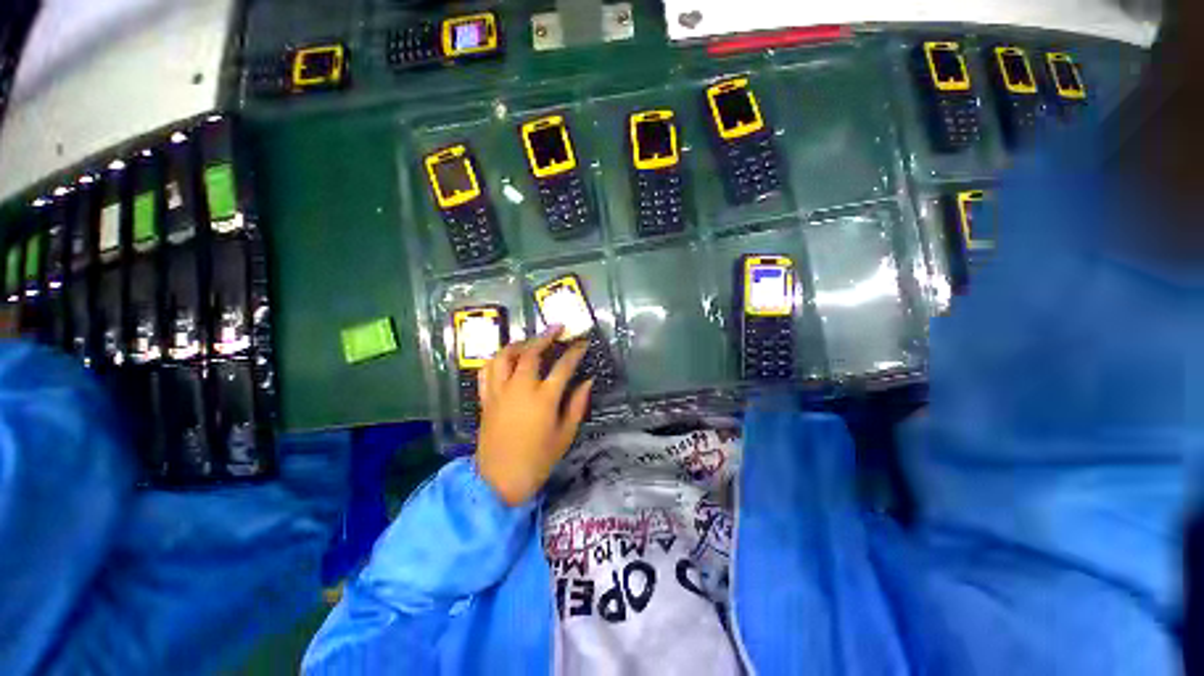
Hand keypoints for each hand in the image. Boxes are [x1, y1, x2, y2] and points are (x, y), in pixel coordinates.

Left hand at [475, 325, 592, 505]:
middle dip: (546, 336)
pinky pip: (486, 371)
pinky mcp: (486, 399)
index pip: (563, 366)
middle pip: (531, 352)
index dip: (575, 352)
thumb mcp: (565, 434)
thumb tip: (587, 381)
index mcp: (543, 399)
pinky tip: (506, 359)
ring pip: (505, 357)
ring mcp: (499, 392)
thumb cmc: (538, 460)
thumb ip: (577, 404)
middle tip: (557, 328)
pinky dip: (496, 359)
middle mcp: (520, 389)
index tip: (582, 343)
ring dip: (518, 343)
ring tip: (530, 341)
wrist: (500, 481)